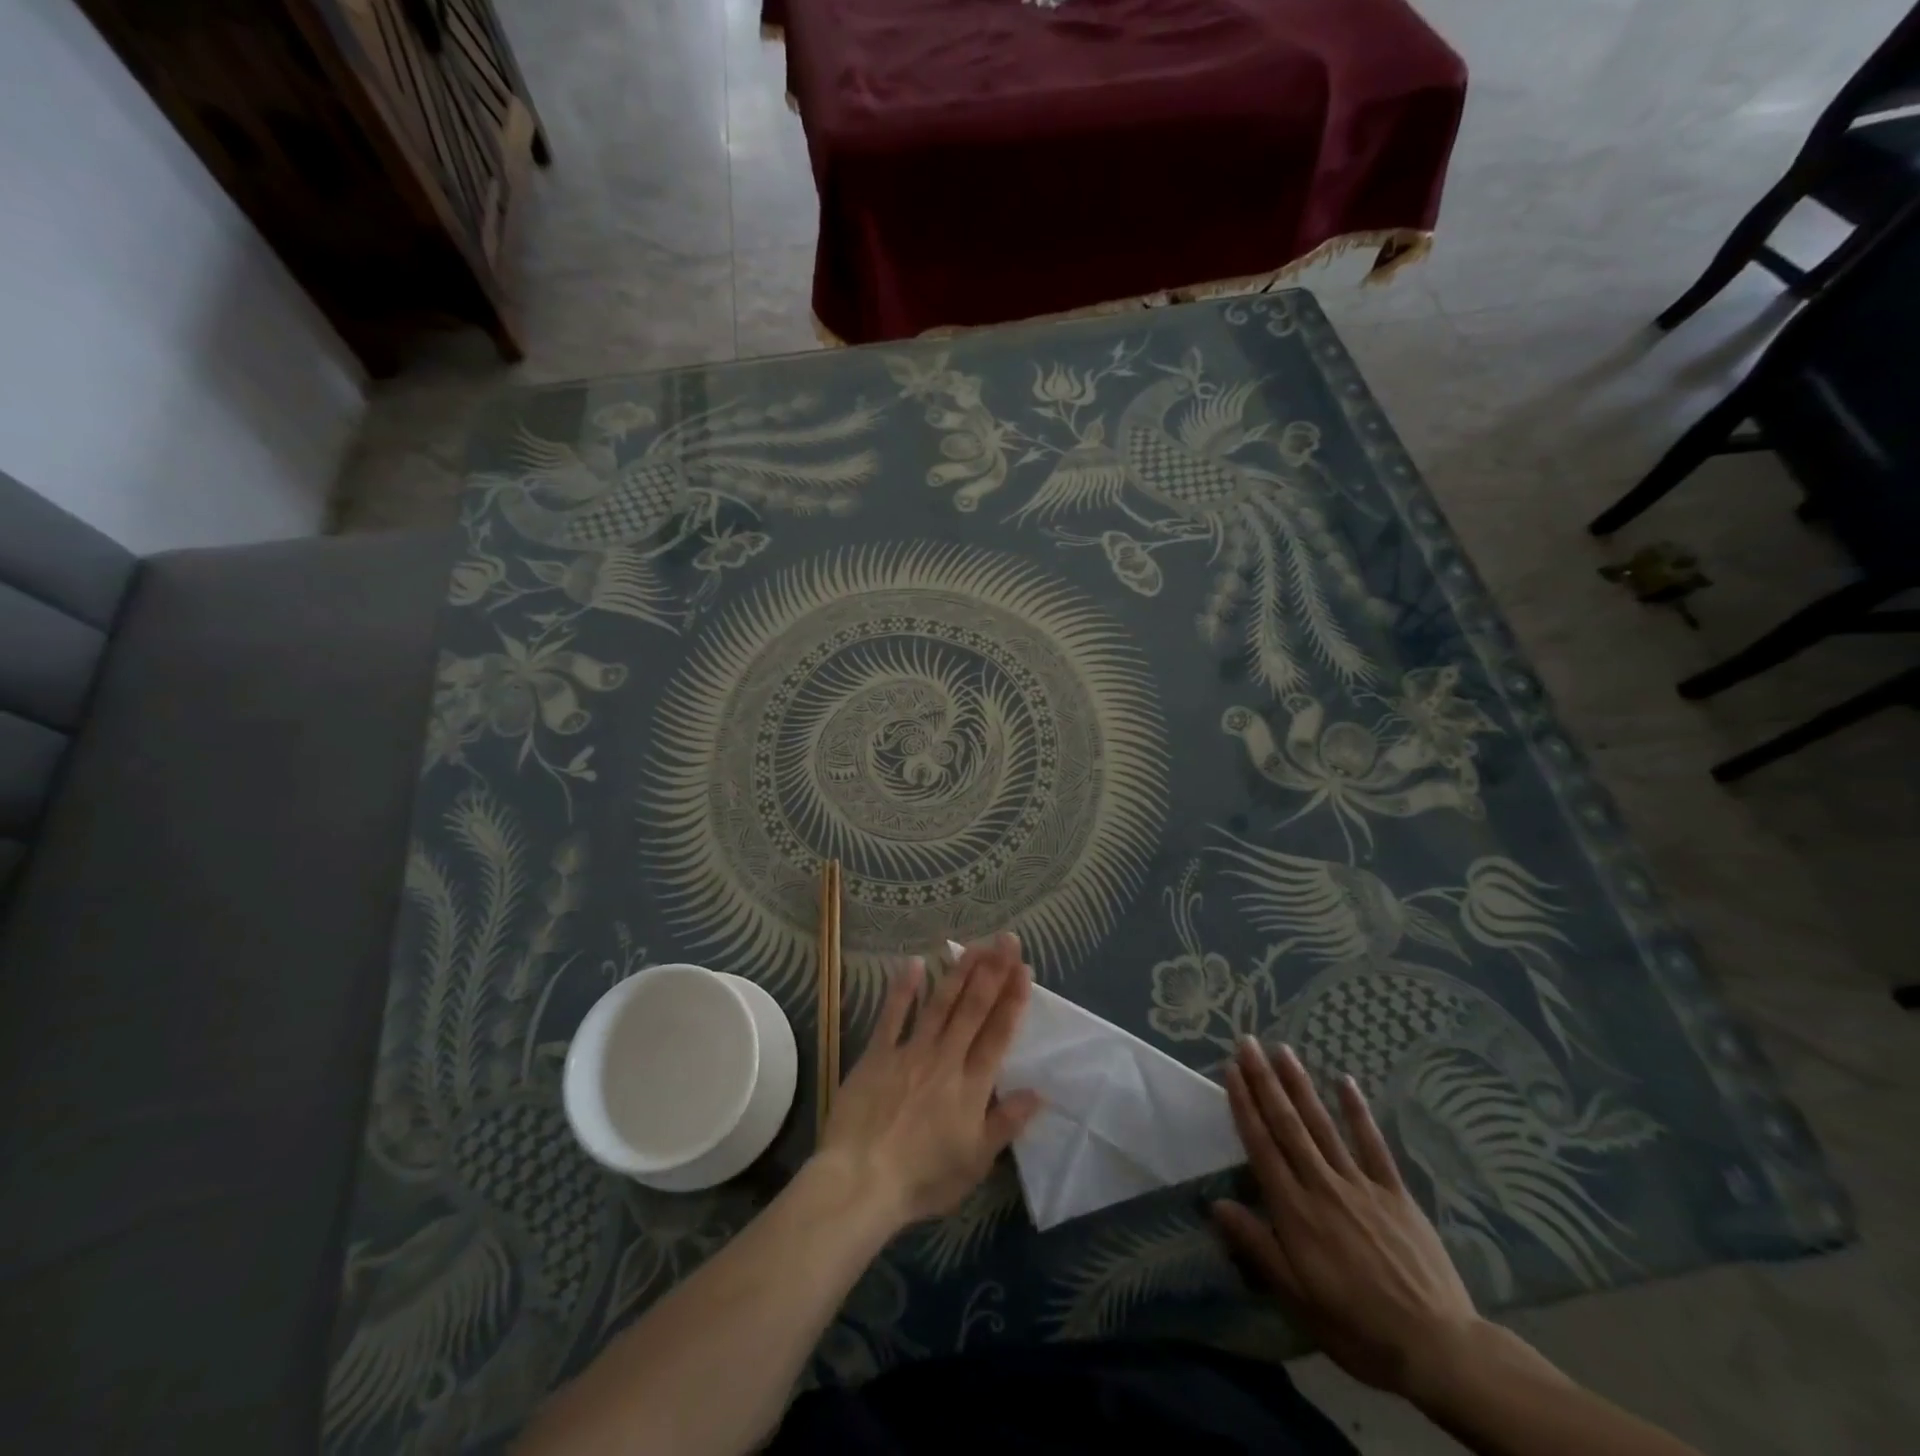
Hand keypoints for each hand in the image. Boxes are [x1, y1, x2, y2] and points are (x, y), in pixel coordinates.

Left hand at [814, 932, 1041, 1230]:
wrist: (861, 1181)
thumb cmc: (923, 1179)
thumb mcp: (975, 1162)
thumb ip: (1005, 1123)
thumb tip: (1039, 1092)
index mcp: (972, 1086)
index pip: (998, 1034)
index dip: (1013, 1000)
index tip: (1025, 969)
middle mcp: (946, 1059)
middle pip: (973, 1009)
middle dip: (993, 971)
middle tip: (1006, 939)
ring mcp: (910, 1052)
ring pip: (940, 1004)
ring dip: (959, 972)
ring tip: (974, 944)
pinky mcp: (877, 1054)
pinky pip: (892, 1015)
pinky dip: (903, 989)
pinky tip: (914, 963)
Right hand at [1213, 1037, 1483, 1398]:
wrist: (1438, 1349)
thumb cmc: (1357, 1328)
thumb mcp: (1297, 1299)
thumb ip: (1257, 1246)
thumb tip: (1215, 1203)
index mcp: (1295, 1212)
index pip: (1261, 1146)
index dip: (1244, 1105)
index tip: (1231, 1070)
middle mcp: (1322, 1186)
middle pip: (1287, 1124)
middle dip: (1264, 1081)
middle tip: (1248, 1043)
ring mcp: (1361, 1185)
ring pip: (1322, 1125)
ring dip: (1300, 1085)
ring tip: (1282, 1050)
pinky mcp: (1395, 1192)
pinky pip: (1373, 1144)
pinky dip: (1357, 1111)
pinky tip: (1345, 1081)